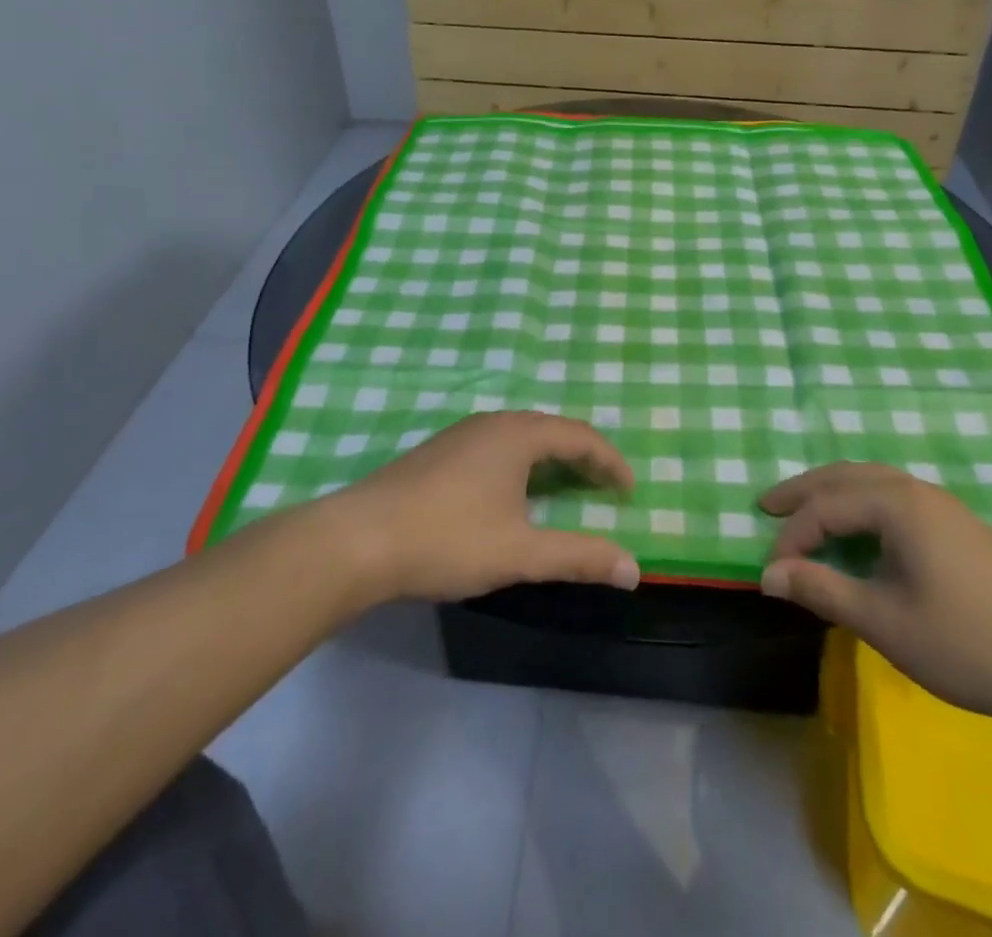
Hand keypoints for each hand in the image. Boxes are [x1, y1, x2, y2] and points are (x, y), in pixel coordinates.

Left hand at [332, 412, 640, 602]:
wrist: (357, 540)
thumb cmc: (448, 539)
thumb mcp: (521, 552)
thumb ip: (579, 557)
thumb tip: (634, 569)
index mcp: (518, 434)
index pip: (580, 437)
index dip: (610, 462)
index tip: (630, 491)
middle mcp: (492, 423)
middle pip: (551, 430)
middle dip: (583, 457)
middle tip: (604, 488)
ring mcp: (460, 435)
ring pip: (520, 437)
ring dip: (550, 459)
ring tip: (565, 488)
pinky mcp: (437, 453)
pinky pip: (495, 447)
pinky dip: (521, 464)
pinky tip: (510, 494)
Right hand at [759, 462, 991, 725]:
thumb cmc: (966, 641)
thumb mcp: (884, 620)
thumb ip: (822, 591)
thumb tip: (769, 575)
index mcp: (896, 504)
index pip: (826, 508)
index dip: (792, 539)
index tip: (771, 575)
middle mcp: (915, 490)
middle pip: (845, 476)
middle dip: (803, 490)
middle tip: (765, 504)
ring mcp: (940, 504)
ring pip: (871, 481)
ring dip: (832, 492)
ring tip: (803, 511)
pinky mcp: (956, 523)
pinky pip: (892, 495)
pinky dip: (859, 502)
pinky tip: (857, 527)